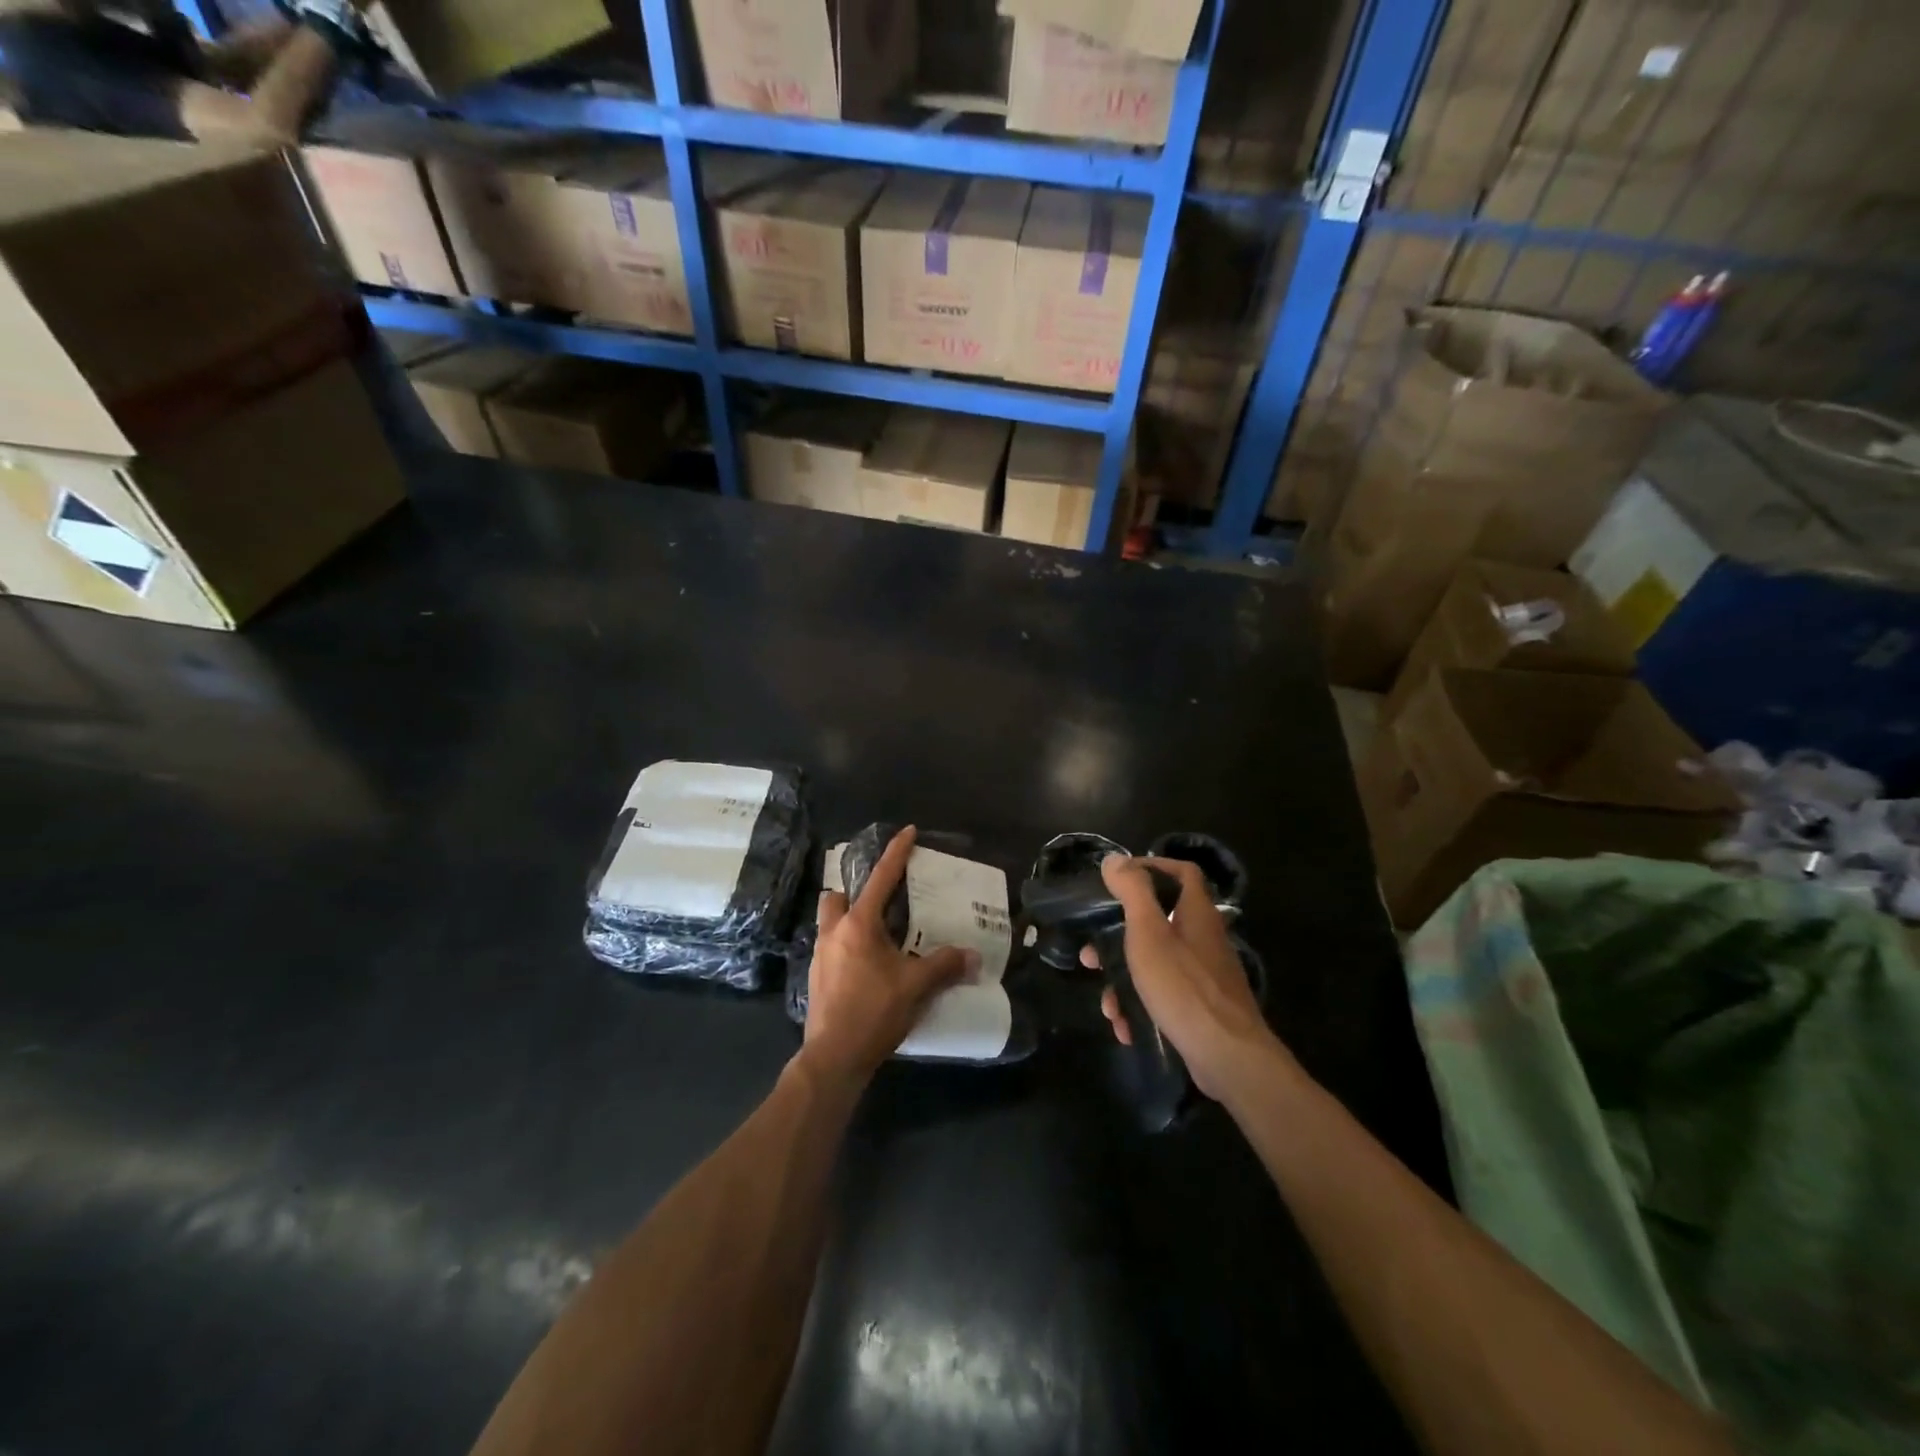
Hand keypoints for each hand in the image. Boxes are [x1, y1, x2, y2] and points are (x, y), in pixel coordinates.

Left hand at [801, 826, 975, 1084]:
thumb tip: (973, 956)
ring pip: (830, 923)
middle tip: (880, 904)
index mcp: (859, 925)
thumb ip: (944, 966)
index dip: (897, 853)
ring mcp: (820, 956)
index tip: (908, 832)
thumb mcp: (916, 986)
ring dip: (848, 921)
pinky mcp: (816, 979)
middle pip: (837, 898)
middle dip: (854, 892)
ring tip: (876, 938)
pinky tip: (866, 968)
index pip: (882, 878)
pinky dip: (847, 948)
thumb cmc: (874, 1012)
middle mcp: (834, 933)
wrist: (834, 1057)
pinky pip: (830, 949)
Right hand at [1082, 855, 1282, 1100]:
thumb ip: (1133, 892)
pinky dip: (1142, 1008)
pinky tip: (1125, 1027)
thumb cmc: (1183, 986)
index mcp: (1196, 914)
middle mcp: (1204, 939)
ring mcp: (1205, 976)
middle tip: (1093, 953)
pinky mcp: (1202, 1008)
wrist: (1228, 1056)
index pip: (1182, 872)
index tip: (1119, 879)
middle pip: (1159, 923)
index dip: (1153, 867)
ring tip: (1107, 1004)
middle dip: (1120, 938)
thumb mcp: (1149, 933)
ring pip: (1156, 965)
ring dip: (1125, 981)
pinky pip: (1164, 997)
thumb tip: (1115, 859)